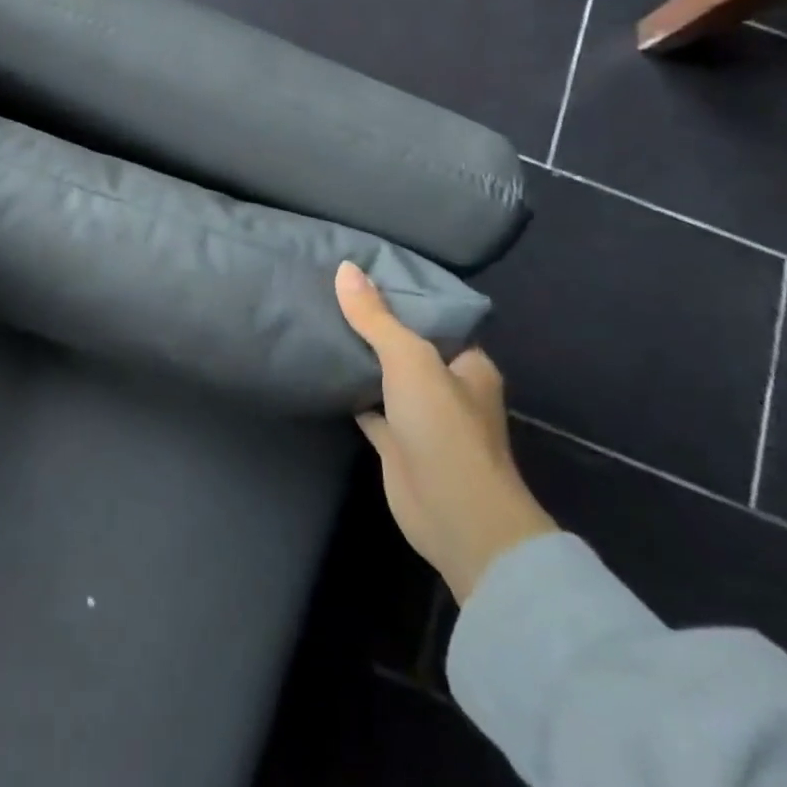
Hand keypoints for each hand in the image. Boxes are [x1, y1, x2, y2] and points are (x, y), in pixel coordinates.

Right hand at [337, 261, 556, 602]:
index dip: (402, 294)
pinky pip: (368, 407)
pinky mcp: (396, 442)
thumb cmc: (443, 429)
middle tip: (331, 290)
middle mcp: (447, 387)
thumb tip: (345, 268)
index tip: (363, 271)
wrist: (455, 517)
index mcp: (467, 363)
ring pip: (385, 376)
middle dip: (375, 324)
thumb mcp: (410, 361)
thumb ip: (376, 318)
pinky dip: (348, 391)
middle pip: (406, 345)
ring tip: (319, 319)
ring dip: (360, 357)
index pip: (435, 317)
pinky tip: (320, 368)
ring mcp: (421, 417)